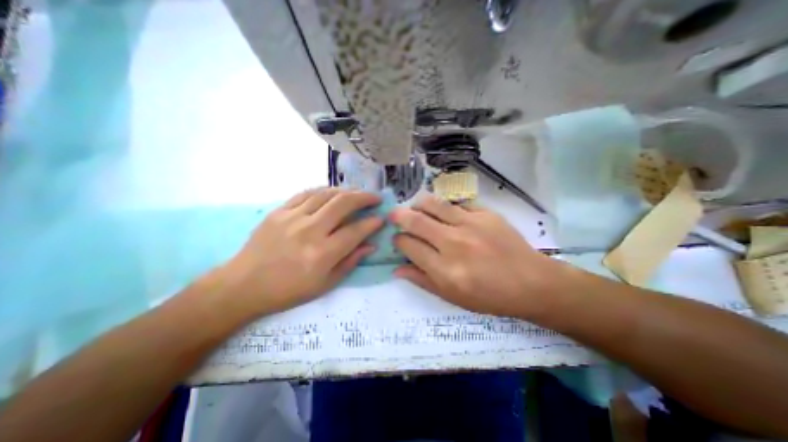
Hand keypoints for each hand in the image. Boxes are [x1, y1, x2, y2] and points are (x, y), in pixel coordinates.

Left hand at [222, 188, 382, 316]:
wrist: (244, 285)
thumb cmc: (288, 290)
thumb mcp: (325, 284)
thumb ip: (350, 262)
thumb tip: (370, 245)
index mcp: (322, 254)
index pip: (355, 231)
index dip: (372, 223)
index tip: (381, 218)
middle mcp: (309, 231)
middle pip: (343, 203)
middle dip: (364, 197)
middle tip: (375, 198)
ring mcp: (292, 217)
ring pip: (326, 194)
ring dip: (346, 191)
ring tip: (357, 194)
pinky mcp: (279, 211)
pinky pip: (307, 193)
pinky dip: (324, 190)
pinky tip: (333, 193)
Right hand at [389, 196, 562, 321]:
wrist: (531, 283)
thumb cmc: (490, 296)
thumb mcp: (452, 297)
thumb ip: (422, 281)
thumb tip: (396, 269)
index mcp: (445, 269)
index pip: (409, 246)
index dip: (398, 240)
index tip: (397, 238)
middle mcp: (454, 243)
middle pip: (416, 221)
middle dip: (399, 216)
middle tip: (394, 215)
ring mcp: (471, 224)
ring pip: (433, 204)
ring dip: (418, 204)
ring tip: (415, 208)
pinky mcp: (485, 214)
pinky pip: (456, 203)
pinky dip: (444, 206)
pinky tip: (444, 211)